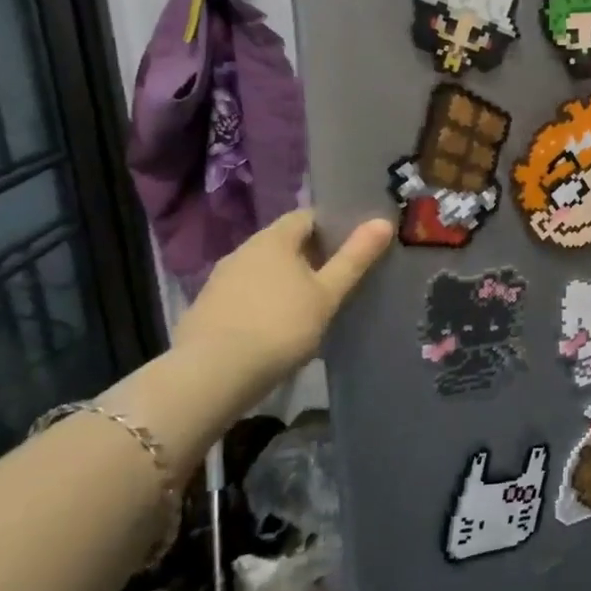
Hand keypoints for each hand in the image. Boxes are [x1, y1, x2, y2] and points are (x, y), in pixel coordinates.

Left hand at [174, 210, 392, 382]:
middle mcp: (243, 249)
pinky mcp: (207, 307)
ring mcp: (221, 279)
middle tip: (337, 278)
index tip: (353, 246)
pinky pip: (245, 294)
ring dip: (285, 280)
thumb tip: (383, 221)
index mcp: (274, 239)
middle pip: (283, 243)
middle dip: (310, 255)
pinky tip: (275, 327)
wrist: (213, 373)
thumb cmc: (280, 326)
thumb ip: (354, 258)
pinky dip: (263, 301)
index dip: (332, 226)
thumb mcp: (327, 294)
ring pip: (263, 269)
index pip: (307, 216)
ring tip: (309, 306)